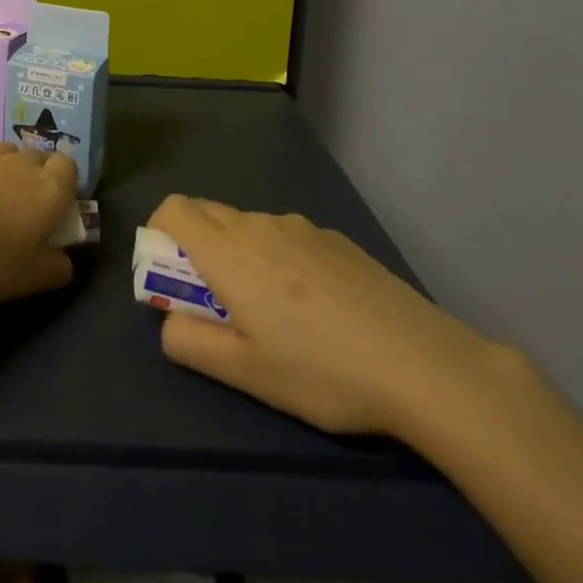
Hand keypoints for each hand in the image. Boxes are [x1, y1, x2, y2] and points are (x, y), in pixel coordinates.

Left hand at [0, 144, 77, 306]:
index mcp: (48, 189)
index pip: (69, 168)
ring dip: (9, 173)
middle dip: (39, 177)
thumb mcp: (27, 279)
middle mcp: (21, 164)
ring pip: (9, 156)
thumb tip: (65, 262)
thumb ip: (55, 269)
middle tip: (28, 212)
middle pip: (40, 158)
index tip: (58, 212)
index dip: (67, 185)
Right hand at [147, 195, 498, 436]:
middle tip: (215, 302)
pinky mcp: (337, 239)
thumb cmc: (322, 371)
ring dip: (239, 253)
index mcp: (228, 252)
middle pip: (207, 212)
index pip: (173, 209)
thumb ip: (190, 344)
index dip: (159, 233)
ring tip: (272, 313)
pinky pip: (288, 236)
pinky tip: (317, 310)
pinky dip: (279, 258)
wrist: (423, 363)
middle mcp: (259, 225)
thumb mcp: (246, 374)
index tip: (170, 277)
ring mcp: (302, 228)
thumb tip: (169, 324)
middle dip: (194, 246)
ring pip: (249, 225)